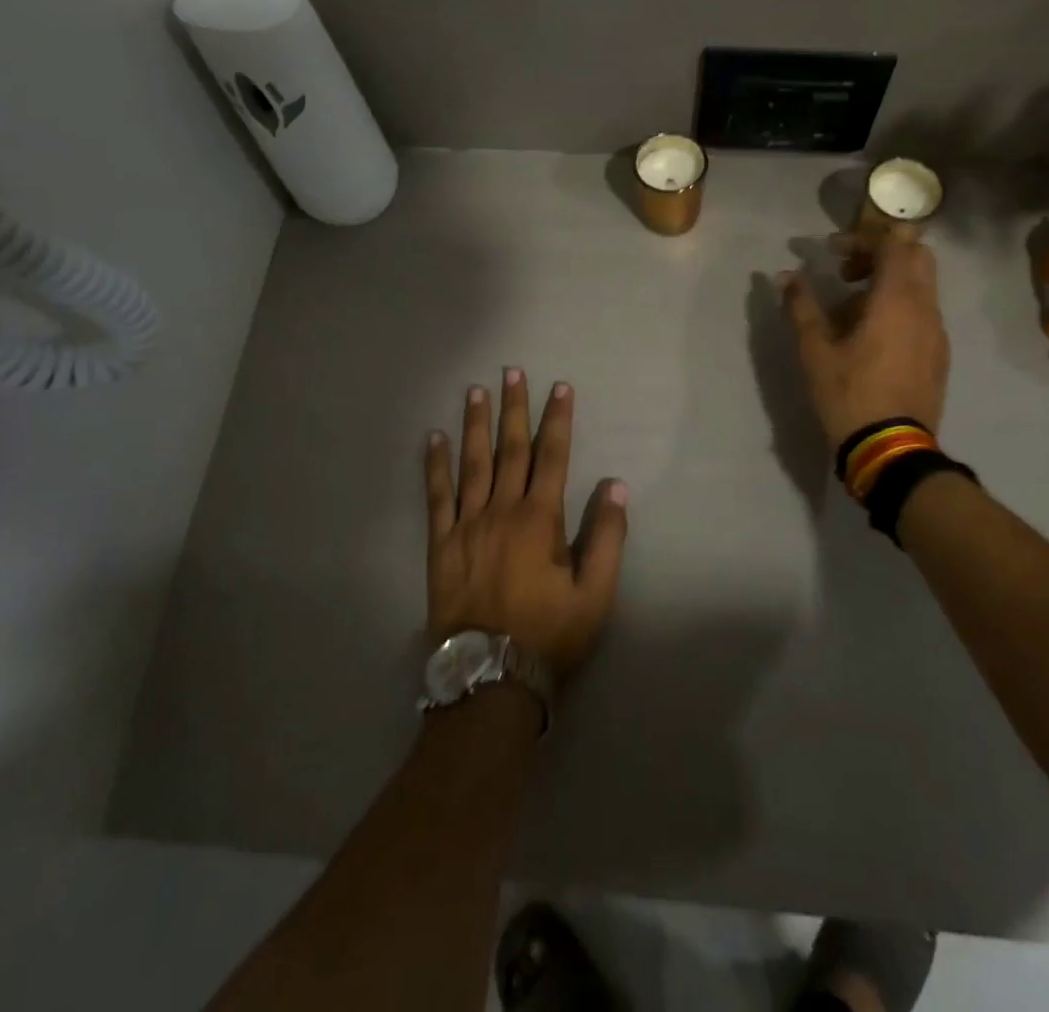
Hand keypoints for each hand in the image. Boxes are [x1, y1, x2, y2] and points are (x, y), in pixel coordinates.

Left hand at [424, 369, 627, 680]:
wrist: (490, 677)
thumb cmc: (548, 635)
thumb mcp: (595, 595)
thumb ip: (608, 538)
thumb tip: (615, 487)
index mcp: (540, 520)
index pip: (552, 456)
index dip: (557, 420)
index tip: (560, 388)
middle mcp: (502, 510)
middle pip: (510, 449)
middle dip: (514, 408)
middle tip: (513, 371)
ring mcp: (467, 525)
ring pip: (472, 463)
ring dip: (476, 424)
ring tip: (476, 391)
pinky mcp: (441, 544)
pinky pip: (437, 496)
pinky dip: (435, 465)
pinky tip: (433, 438)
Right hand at [779, 231, 950, 451]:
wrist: (891, 449)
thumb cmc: (849, 394)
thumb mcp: (815, 350)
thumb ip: (801, 306)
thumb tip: (785, 276)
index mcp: (897, 300)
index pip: (893, 243)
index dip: (861, 238)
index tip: (831, 252)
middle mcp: (925, 308)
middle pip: (916, 257)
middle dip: (881, 254)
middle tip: (847, 272)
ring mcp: (937, 333)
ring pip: (921, 286)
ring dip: (888, 283)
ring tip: (850, 310)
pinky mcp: (938, 355)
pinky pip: (922, 314)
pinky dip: (899, 308)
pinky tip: (870, 337)